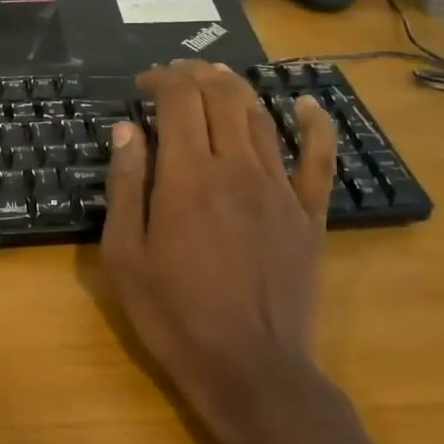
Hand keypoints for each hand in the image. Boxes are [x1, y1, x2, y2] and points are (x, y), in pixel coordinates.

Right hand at [102, 60, 337, 443]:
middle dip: (196, 74)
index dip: (161, 79)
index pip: (179, 100)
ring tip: (217, 79)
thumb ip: (126, 185)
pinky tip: (307, 105)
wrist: (251, 369)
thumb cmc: (174, 314)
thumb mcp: (125, 254)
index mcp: (187, 176)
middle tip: (175, 76)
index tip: (142, 84)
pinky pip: (319, 159)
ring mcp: (279, 189)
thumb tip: (127, 129)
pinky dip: (315, 125)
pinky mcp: (309, 215)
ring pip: (261, 118)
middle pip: (222, 96)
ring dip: (237, 89)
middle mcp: (236, 168)